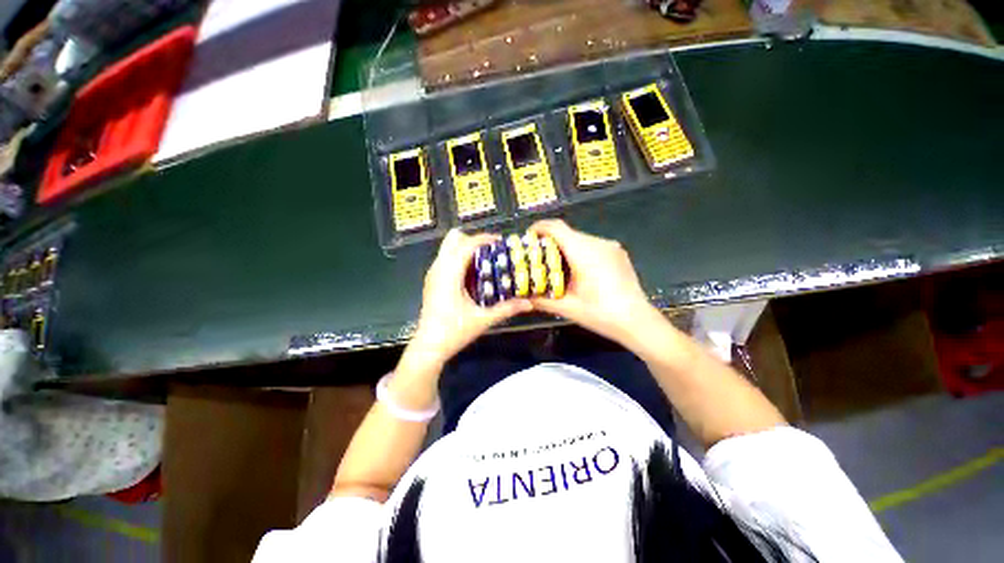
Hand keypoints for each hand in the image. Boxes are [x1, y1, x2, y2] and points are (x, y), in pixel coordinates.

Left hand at [404, 229, 531, 371]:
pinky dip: (460, 257)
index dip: (484, 239)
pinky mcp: (432, 280)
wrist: (429, 346)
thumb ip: (507, 309)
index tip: (501, 242)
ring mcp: (433, 273)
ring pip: (448, 247)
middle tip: (492, 251)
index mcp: (449, 274)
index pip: (466, 245)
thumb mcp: (483, 320)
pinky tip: (473, 273)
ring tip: (485, 260)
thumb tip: (529, 303)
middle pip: (453, 239)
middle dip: (474, 239)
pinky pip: (446, 257)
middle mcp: (438, 268)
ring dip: (466, 248)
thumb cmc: (454, 332)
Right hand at [529, 219, 664, 348]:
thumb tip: (522, 298)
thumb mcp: (567, 308)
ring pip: (580, 238)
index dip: (540, 228)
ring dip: (566, 247)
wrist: (637, 321)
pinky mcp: (618, 253)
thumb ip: (541, 300)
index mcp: (583, 253)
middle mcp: (598, 244)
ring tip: (558, 265)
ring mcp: (611, 247)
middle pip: (568, 233)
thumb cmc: (601, 314)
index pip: (557, 228)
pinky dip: (580, 251)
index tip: (529, 236)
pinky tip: (578, 269)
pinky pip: (593, 245)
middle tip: (540, 257)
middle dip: (551, 241)